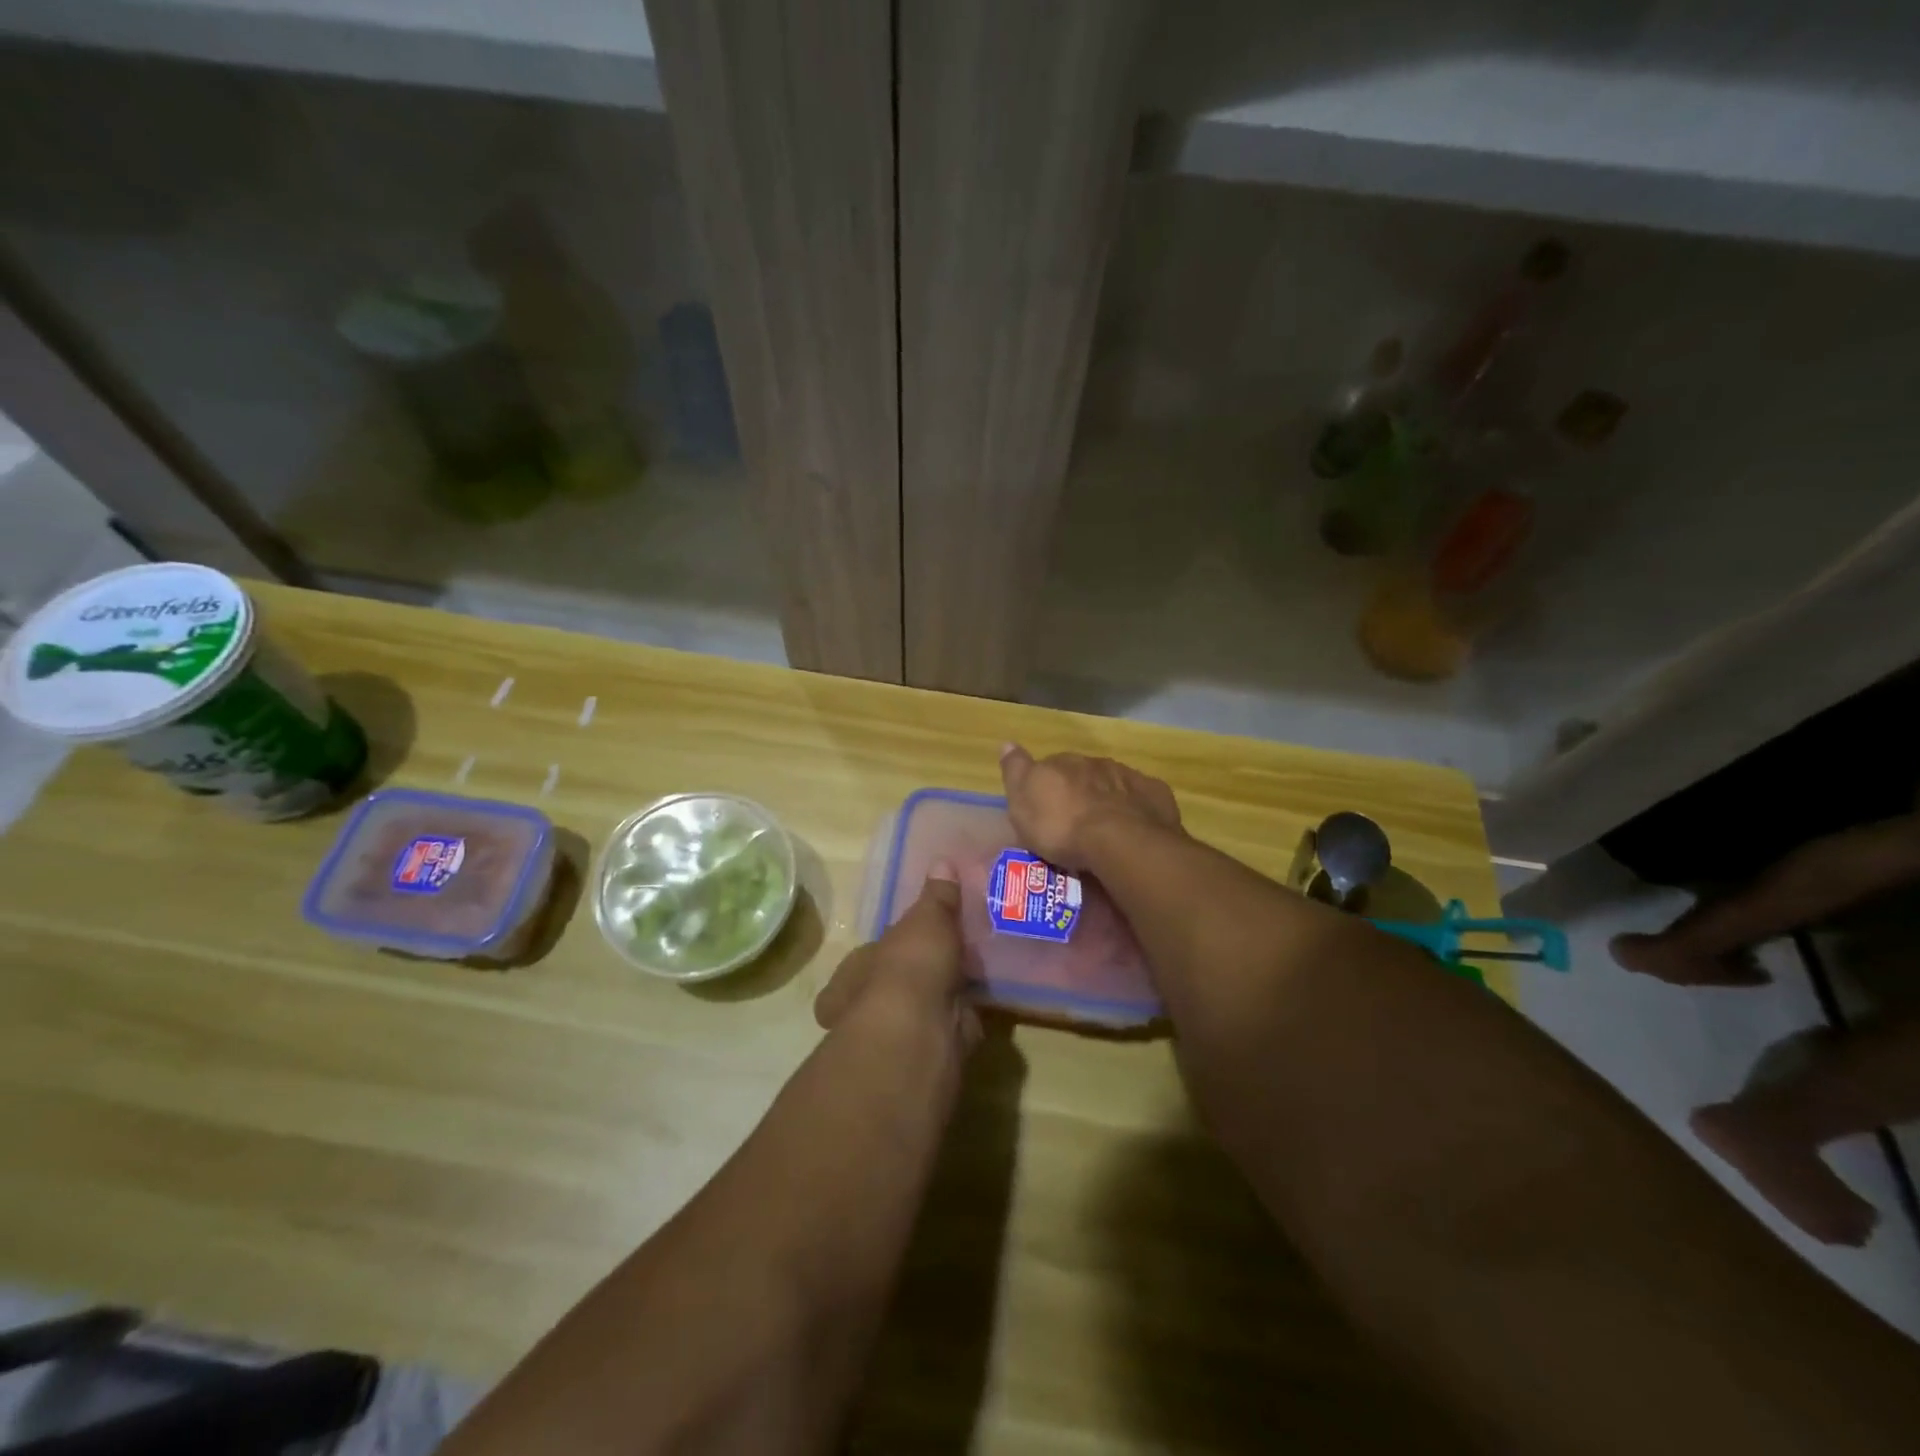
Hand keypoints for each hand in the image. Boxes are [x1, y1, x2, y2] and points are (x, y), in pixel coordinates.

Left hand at [814, 865, 979, 1052]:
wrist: (919, 1033)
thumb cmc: (908, 969)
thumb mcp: (927, 919)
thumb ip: (937, 896)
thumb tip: (942, 861)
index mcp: (856, 970)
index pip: (871, 954)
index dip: (893, 946)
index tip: (920, 936)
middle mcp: (868, 1004)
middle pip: (896, 983)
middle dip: (920, 974)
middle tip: (953, 956)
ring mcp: (898, 1032)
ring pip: (923, 1007)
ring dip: (944, 996)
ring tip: (975, 976)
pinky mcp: (930, 1052)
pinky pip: (950, 1026)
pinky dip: (966, 1017)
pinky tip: (985, 1002)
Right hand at [1000, 743, 1181, 869]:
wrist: (1120, 841)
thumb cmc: (1062, 826)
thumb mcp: (1022, 802)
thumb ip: (1016, 770)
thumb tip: (1007, 743)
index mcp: (1063, 762)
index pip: (1050, 765)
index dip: (1047, 785)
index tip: (1045, 807)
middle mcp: (1096, 763)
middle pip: (1084, 774)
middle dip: (1079, 791)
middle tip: (1074, 821)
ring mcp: (1129, 777)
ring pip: (1114, 784)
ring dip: (1108, 799)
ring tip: (1104, 829)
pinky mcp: (1156, 796)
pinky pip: (1142, 799)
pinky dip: (1136, 809)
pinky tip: (1133, 828)